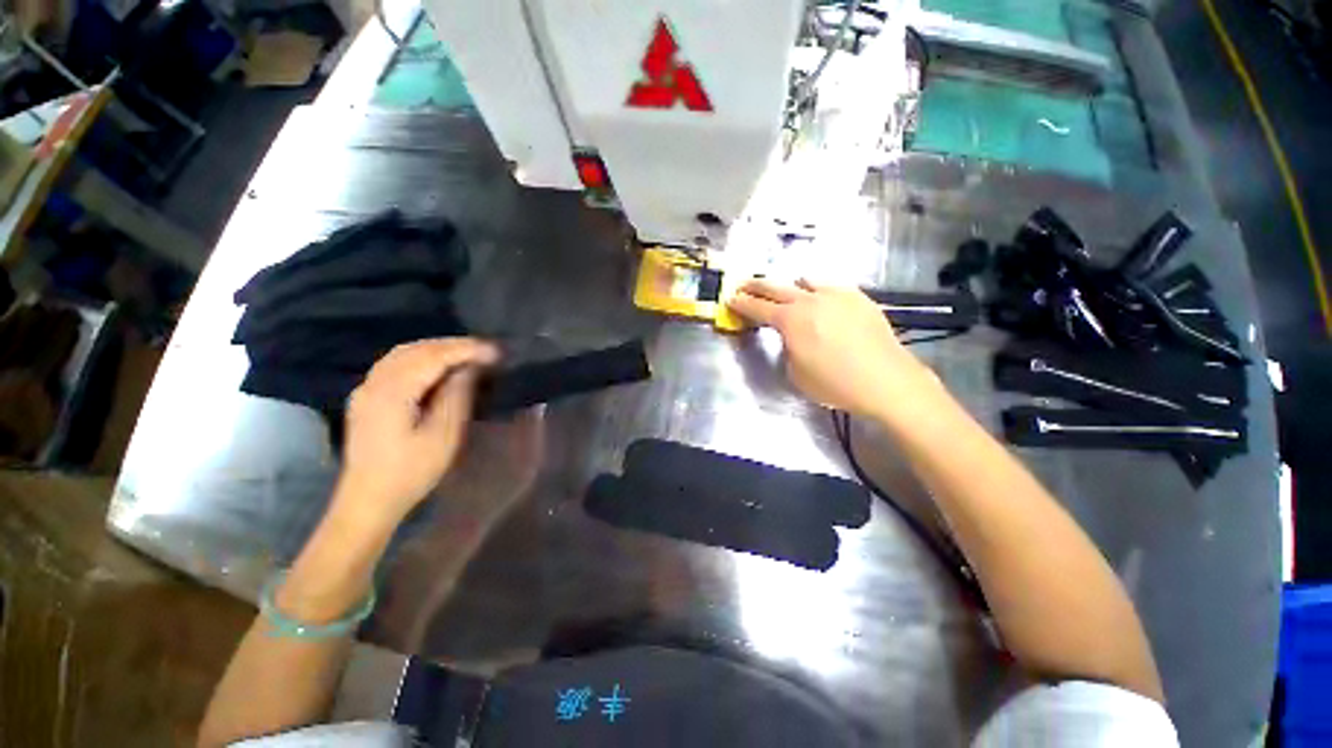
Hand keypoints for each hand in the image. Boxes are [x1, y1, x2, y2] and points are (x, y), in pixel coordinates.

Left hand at [334, 338, 499, 527]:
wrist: (368, 500)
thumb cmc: (411, 472)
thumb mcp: (443, 436)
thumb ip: (456, 396)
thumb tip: (470, 368)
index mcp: (392, 393)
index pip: (433, 357)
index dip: (466, 350)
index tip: (496, 351)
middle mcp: (374, 383)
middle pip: (416, 349)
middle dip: (453, 345)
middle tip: (486, 350)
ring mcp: (366, 389)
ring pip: (403, 353)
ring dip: (438, 349)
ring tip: (468, 354)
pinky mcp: (367, 397)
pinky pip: (395, 363)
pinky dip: (422, 357)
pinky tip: (439, 366)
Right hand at [727, 279, 941, 419]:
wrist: (886, 381)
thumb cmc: (835, 384)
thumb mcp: (796, 373)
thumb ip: (787, 348)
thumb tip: (791, 336)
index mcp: (790, 320)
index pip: (758, 307)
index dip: (741, 303)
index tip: (731, 298)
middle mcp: (810, 300)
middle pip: (776, 287)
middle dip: (757, 286)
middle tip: (744, 285)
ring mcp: (837, 295)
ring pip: (806, 281)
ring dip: (790, 285)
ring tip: (786, 291)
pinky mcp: (858, 298)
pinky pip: (831, 286)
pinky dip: (818, 290)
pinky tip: (821, 300)